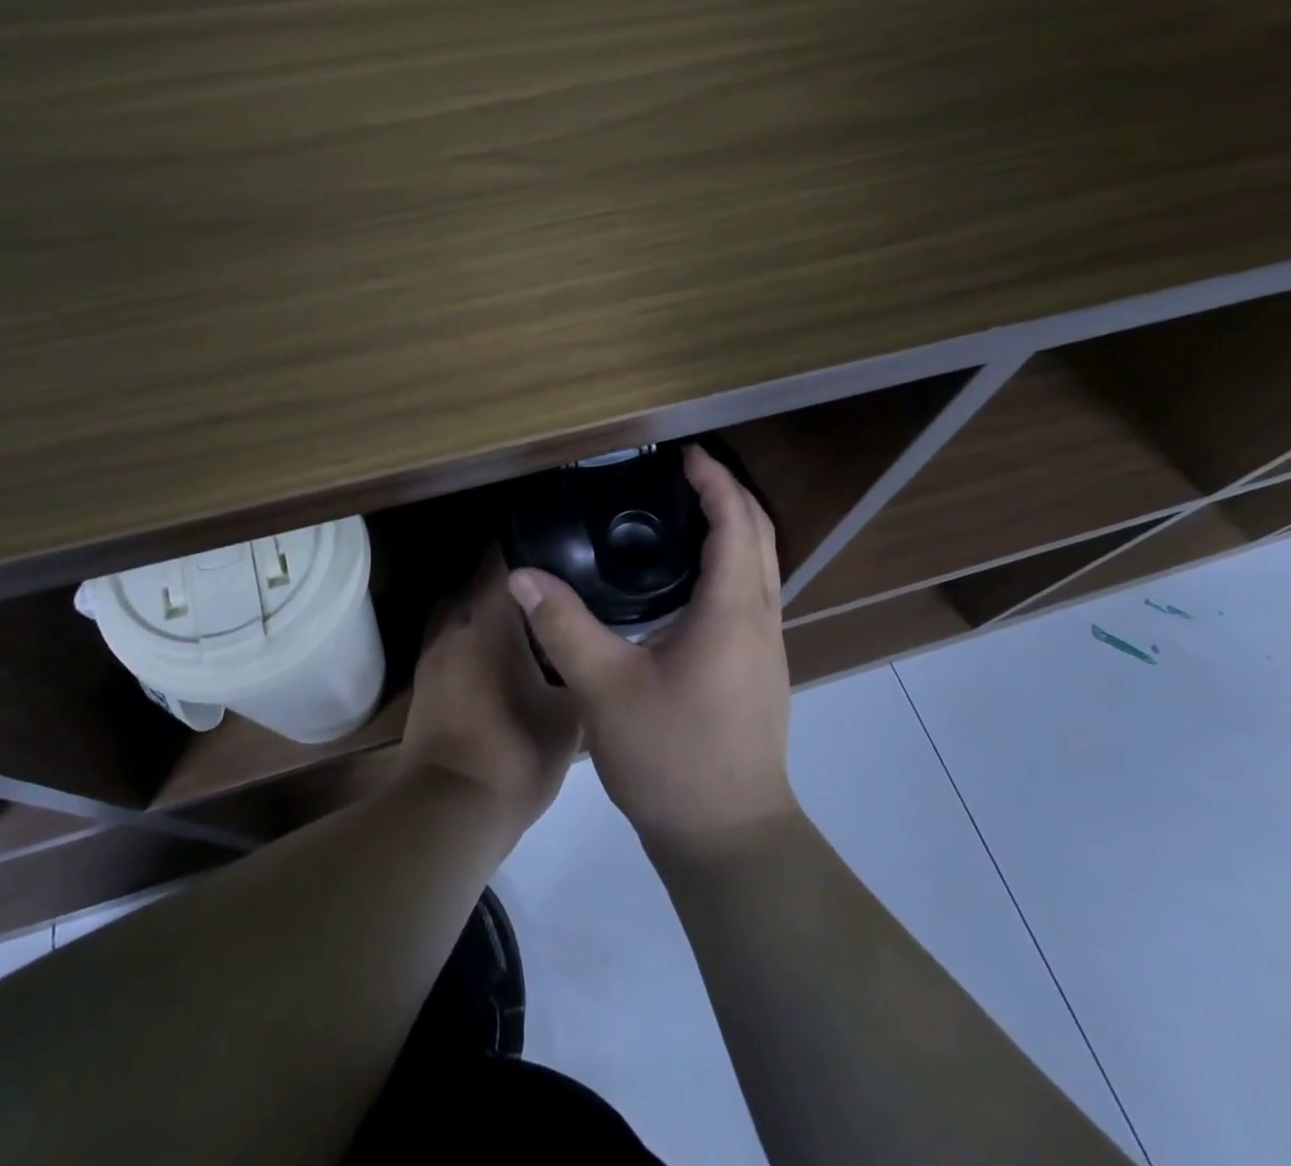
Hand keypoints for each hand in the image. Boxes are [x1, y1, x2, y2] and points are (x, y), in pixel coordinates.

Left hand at [398, 550, 581, 837]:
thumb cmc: (515, 756)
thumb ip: (580, 674)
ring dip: (482, 610)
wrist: (449, 812)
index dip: (521, 544)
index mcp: (490, 626)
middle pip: (475, 585)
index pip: (500, 564)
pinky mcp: (424, 685)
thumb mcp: (569, 717)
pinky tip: (495, 659)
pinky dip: (470, 639)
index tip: (546, 537)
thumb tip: (591, 652)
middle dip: (505, 580)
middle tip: (542, 584)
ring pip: (458, 614)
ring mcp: (433, 657)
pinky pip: (449, 643)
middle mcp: (455, 629)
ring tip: (519, 621)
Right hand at [506, 446, 798, 858]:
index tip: (684, 454)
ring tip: (686, 511)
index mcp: (733, 612)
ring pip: (763, 564)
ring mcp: (767, 646)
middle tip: (684, 472)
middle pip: (760, 534)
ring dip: (735, 526)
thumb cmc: (672, 758)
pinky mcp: (760, 668)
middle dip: (729, 493)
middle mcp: (761, 619)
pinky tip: (689, 578)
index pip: (736, 524)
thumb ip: (564, 628)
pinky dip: (731, 560)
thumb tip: (523, 577)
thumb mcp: (606, 690)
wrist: (728, 837)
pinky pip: (754, 591)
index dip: (715, 481)